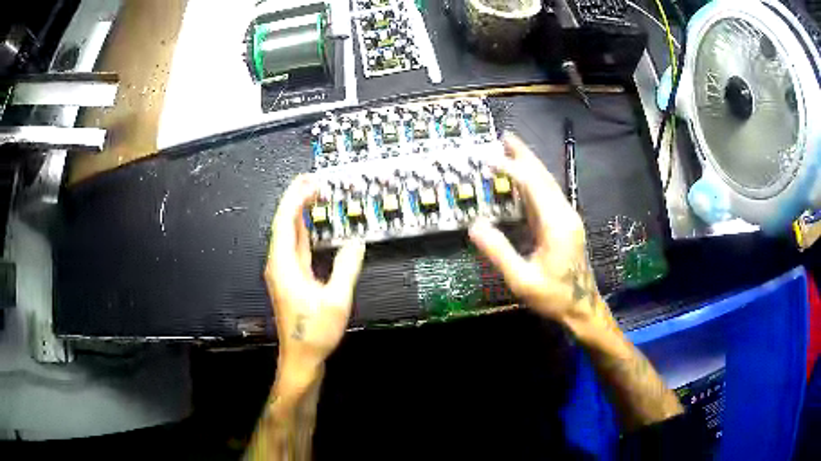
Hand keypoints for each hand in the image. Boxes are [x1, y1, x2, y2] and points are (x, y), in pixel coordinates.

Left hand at [265, 174, 365, 387]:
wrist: (301, 357)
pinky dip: (303, 231)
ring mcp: (284, 272)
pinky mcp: (291, 279)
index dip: (295, 199)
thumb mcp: (336, 301)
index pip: (285, 223)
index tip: (308, 182)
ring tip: (312, 195)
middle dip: (295, 200)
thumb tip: (355, 244)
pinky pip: (295, 247)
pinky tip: (311, 226)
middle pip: (284, 224)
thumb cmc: (314, 332)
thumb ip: (346, 269)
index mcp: (284, 265)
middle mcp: (280, 264)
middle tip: (312, 181)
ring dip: (299, 214)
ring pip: (288, 235)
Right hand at [469, 135, 611, 330]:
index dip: (511, 168)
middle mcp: (564, 214)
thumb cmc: (554, 296)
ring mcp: (567, 218)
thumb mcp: (522, 280)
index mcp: (556, 223)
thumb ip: (499, 252)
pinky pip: (547, 195)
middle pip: (543, 176)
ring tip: (511, 150)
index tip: (489, 157)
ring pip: (547, 183)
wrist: (582, 308)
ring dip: (530, 165)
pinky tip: (523, 179)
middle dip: (525, 155)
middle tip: (505, 137)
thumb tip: (475, 226)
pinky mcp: (565, 225)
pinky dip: (533, 181)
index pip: (532, 185)